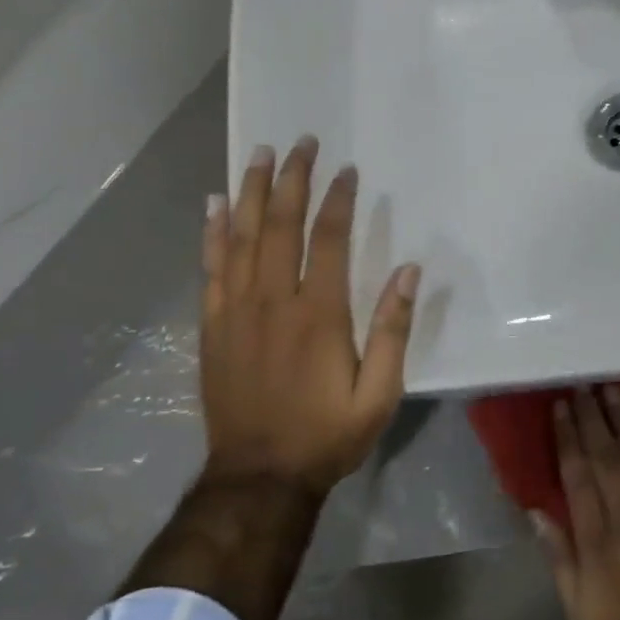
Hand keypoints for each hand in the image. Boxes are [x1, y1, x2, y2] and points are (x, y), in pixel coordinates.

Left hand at [200, 136, 419, 495]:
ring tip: (260, 155)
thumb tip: (408, 272)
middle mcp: (272, 301)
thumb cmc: (327, 435)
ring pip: (241, 237)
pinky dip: (212, 233)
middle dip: (292, 179)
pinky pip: (211, 268)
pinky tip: (214, 205)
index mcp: (318, 314)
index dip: (337, 199)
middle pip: (280, 225)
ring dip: (251, 192)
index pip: (326, 239)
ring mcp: (236, 311)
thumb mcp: (379, 393)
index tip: (346, 170)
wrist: (259, 477)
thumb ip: (392, 330)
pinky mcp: (213, 326)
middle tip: (300, 142)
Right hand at [536, 386, 619, 619]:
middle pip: (609, 459)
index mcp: (598, 543)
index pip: (578, 476)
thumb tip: (536, 510)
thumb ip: (560, 557)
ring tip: (616, 392)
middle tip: (585, 386)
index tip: (560, 407)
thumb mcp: (579, 613)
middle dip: (594, 419)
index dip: (568, 438)